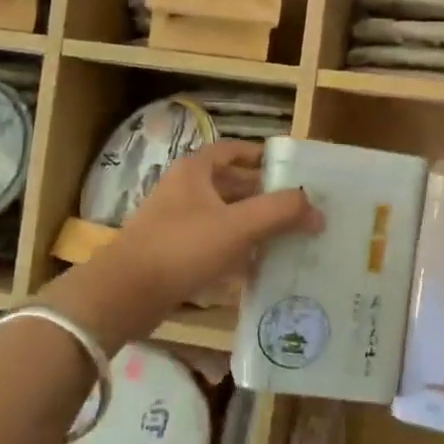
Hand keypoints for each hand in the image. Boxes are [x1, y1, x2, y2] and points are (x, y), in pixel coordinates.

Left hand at [92, 141, 322, 320]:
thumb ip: (280, 212)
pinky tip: (259, 265)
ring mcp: (176, 221)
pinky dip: (236, 248)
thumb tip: (318, 210)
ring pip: (224, 215)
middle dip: (265, 195)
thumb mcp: (238, 226)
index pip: (234, 150)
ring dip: (253, 223)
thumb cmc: (182, 247)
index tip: (293, 170)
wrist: (126, 293)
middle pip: (232, 184)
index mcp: (195, 171)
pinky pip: (213, 242)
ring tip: (288, 236)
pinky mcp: (173, 251)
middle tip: (300, 208)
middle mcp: (184, 189)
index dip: (263, 157)